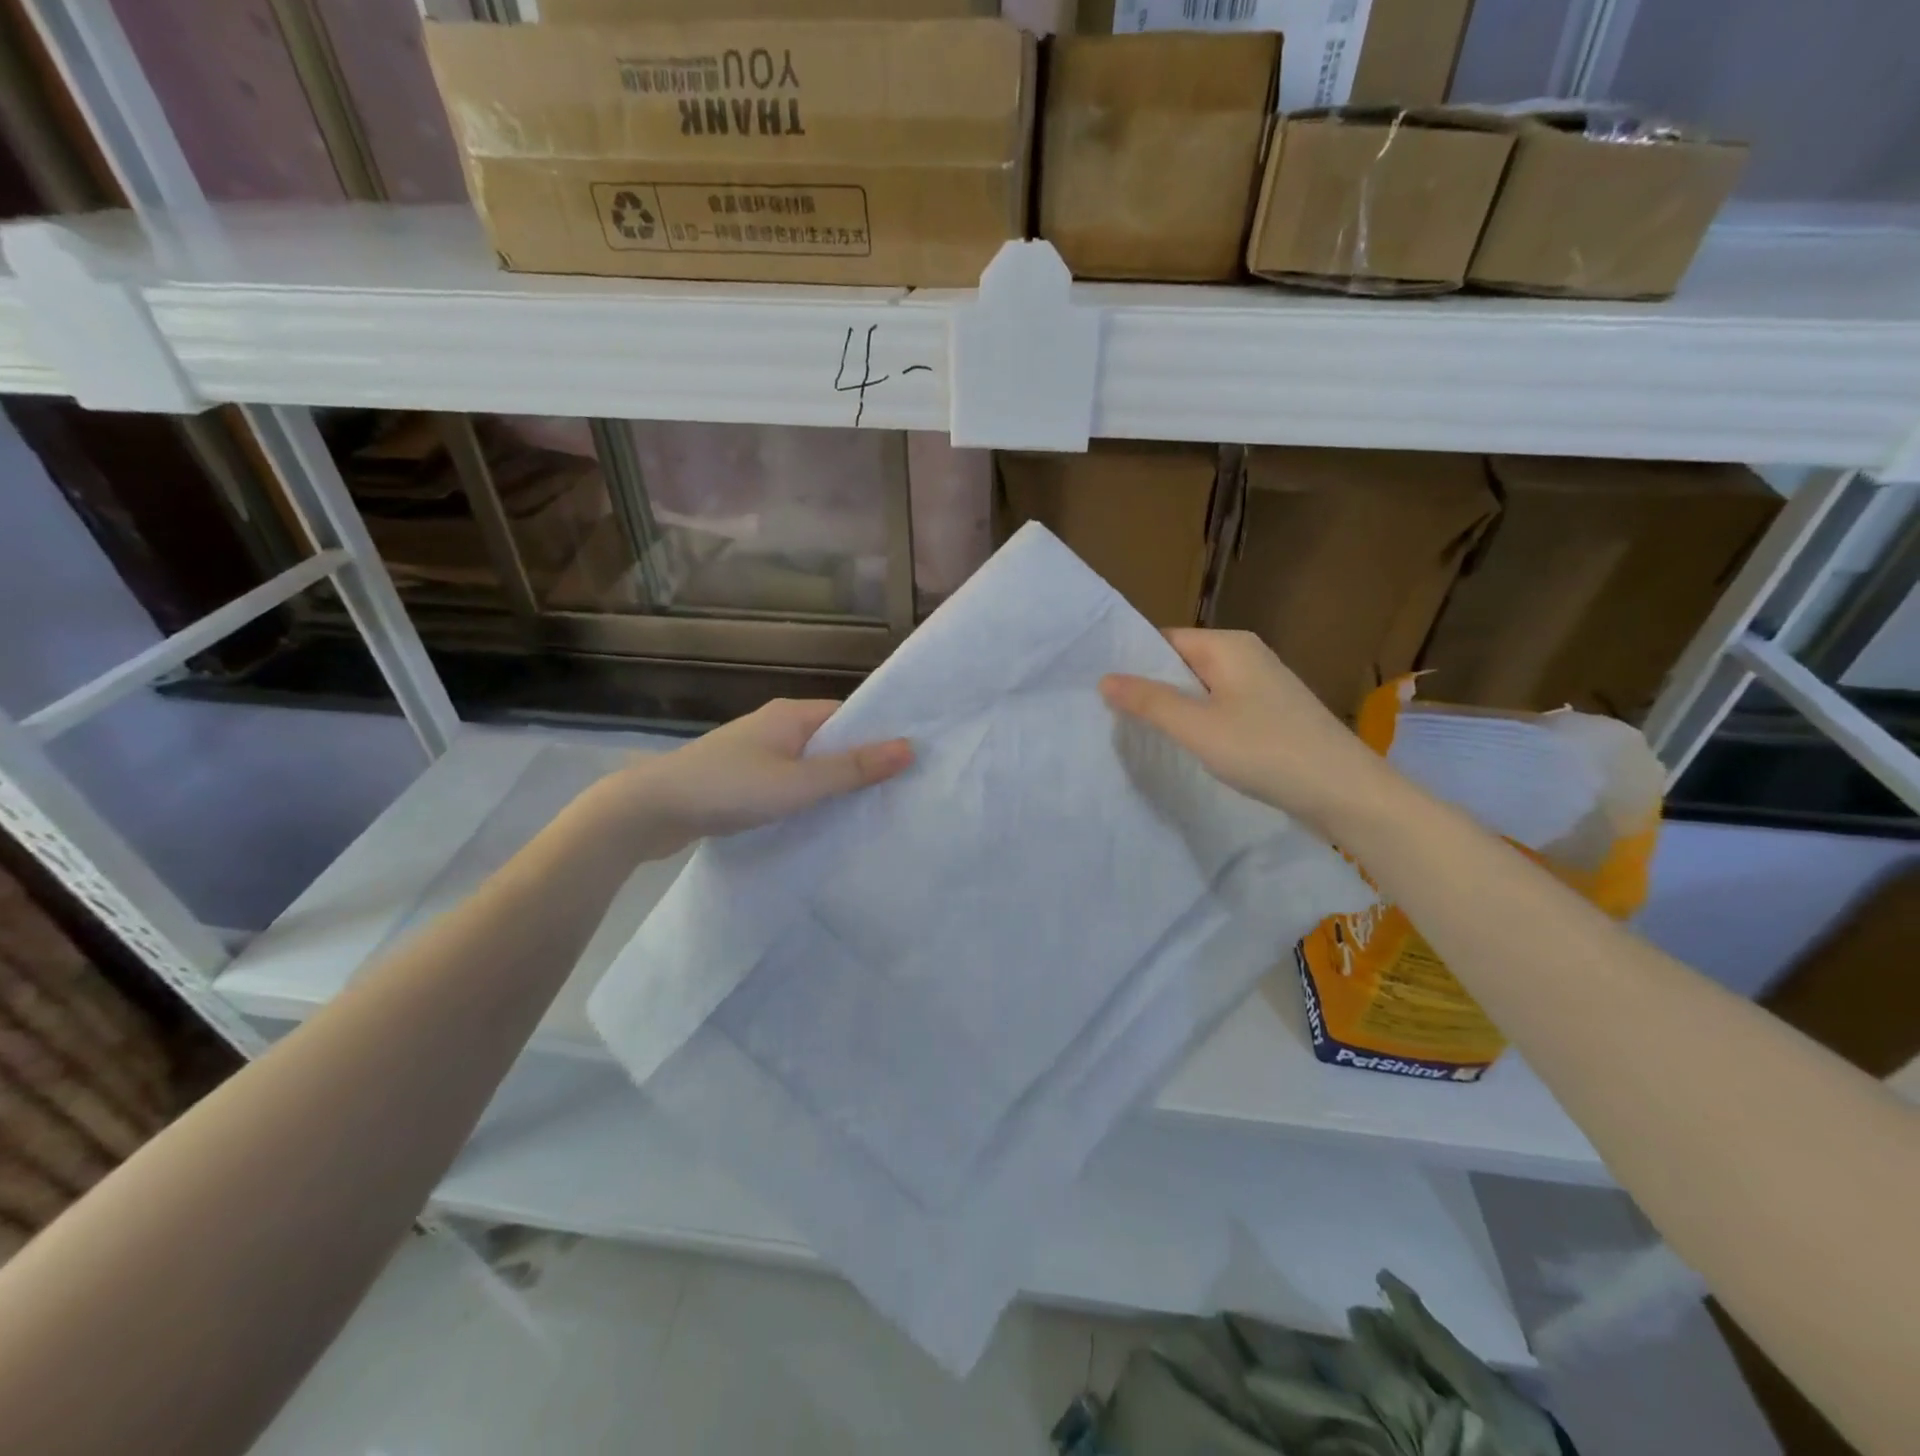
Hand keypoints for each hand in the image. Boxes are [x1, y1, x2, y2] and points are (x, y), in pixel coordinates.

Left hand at [590, 699, 912, 854]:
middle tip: (899, 792)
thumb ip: (853, 769)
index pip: (850, 716)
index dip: (880, 735)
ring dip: (831, 782)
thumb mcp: (799, 783)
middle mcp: (774, 725)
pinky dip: (804, 795)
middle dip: (859, 762)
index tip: (912, 761)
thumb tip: (910, 748)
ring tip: (867, 810)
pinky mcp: (739, 777)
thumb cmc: (729, 788)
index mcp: (791, 714)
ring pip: (807, 763)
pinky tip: (818, 819)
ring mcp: (754, 752)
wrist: (649, 809)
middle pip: (830, 740)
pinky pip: (786, 780)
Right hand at [1100, 629, 1392, 834]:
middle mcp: (1247, 656)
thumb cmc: (1267, 751)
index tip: (1100, 688)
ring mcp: (1263, 685)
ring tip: (1139, 731)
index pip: (1165, 640)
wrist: (1345, 791)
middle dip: (1151, 687)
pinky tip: (1185, 745)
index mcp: (1229, 646)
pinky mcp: (1272, 713)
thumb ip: (1150, 701)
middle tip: (1110, 714)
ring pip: (1202, 689)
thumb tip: (1105, 679)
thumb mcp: (1198, 727)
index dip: (1133, 662)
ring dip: (1174, 708)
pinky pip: (1222, 707)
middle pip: (1183, 663)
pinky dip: (1200, 722)